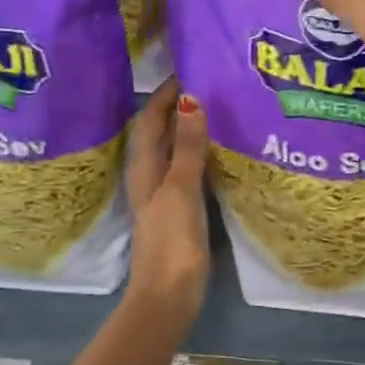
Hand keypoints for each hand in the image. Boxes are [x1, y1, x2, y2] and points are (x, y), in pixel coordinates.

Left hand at [124, 78, 210, 316]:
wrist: (169, 295)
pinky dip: (199, 155)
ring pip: (174, 151)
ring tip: (220, 110)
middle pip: (160, 132)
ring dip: (190, 130)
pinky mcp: (179, 211)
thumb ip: (187, 147)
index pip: (149, 119)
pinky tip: (221, 153)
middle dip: (179, 107)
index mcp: (144, 168)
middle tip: (210, 85)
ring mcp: (164, 195)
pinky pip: (188, 171)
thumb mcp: (181, 189)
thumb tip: (191, 100)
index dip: (165, 94)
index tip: (190, 69)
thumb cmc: (172, 240)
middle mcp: (149, 176)